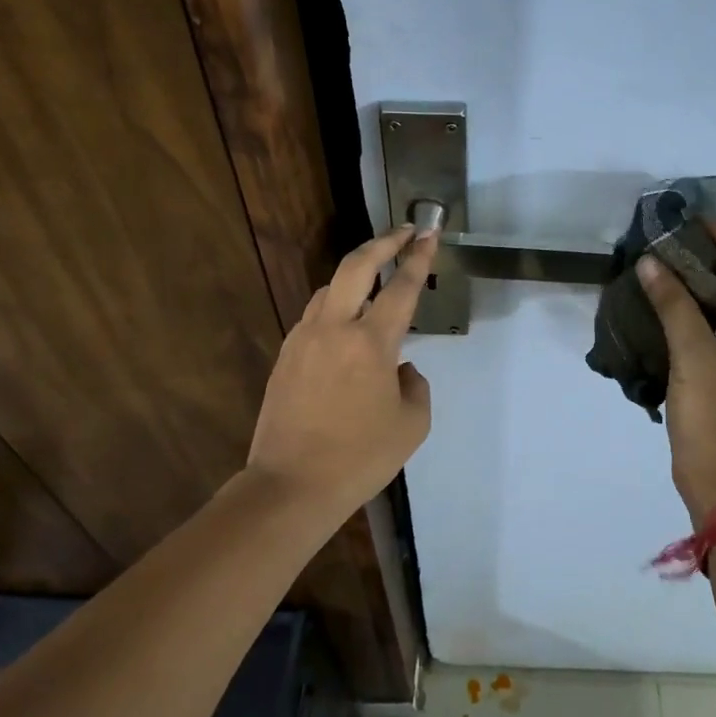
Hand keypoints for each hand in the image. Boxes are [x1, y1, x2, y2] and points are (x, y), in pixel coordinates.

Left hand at [246, 226, 436, 522]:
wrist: (292, 484)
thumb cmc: (360, 458)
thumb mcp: (412, 424)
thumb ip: (414, 384)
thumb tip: (400, 368)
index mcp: (371, 343)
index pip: (401, 287)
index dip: (419, 257)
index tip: (429, 232)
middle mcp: (334, 328)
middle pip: (356, 265)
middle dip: (383, 241)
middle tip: (403, 231)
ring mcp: (304, 338)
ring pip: (331, 288)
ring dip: (356, 275)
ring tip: (376, 279)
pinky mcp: (286, 355)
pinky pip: (315, 316)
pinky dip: (336, 306)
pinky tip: (346, 324)